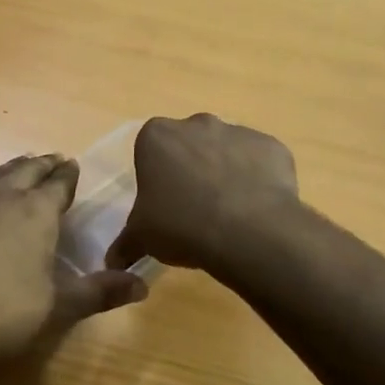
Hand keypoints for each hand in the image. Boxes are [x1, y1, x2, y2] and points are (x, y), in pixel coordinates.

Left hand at [0, 154, 147, 376]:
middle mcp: (0, 197)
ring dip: (10, 170)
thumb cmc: (0, 315)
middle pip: (26, 170)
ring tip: (19, 168)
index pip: (59, 184)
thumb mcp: (57, 308)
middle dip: (43, 165)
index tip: (74, 165)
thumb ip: (99, 293)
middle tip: (53, 160)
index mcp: (35, 212)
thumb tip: (143, 284)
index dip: (69, 175)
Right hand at [106, 115, 299, 272]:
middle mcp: (197, 123)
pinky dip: (257, 179)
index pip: (150, 150)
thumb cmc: (182, 226)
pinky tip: (256, 209)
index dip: (157, 177)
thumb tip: (112, 261)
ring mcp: (238, 131)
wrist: (249, 232)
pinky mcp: (272, 146)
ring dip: (225, 172)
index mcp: (157, 136)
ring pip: (226, 150)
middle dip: (191, 169)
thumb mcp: (142, 238)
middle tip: (195, 209)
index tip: (164, 203)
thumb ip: (125, 244)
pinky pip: (260, 161)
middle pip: (189, 145)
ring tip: (229, 213)